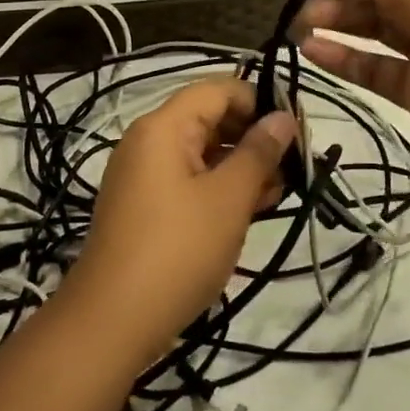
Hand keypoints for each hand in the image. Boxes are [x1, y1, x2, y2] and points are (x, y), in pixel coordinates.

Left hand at [60, 79, 295, 371]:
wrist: (112, 321)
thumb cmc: (178, 250)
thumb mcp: (228, 199)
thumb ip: (258, 152)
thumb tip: (283, 117)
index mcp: (163, 127)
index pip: (218, 90)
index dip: (260, 101)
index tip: (296, 129)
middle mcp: (148, 141)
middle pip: (209, 119)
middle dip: (253, 137)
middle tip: (294, 165)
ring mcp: (143, 175)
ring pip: (202, 152)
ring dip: (241, 166)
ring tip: (279, 192)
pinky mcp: (145, 206)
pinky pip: (188, 180)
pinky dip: (220, 187)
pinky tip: (252, 209)